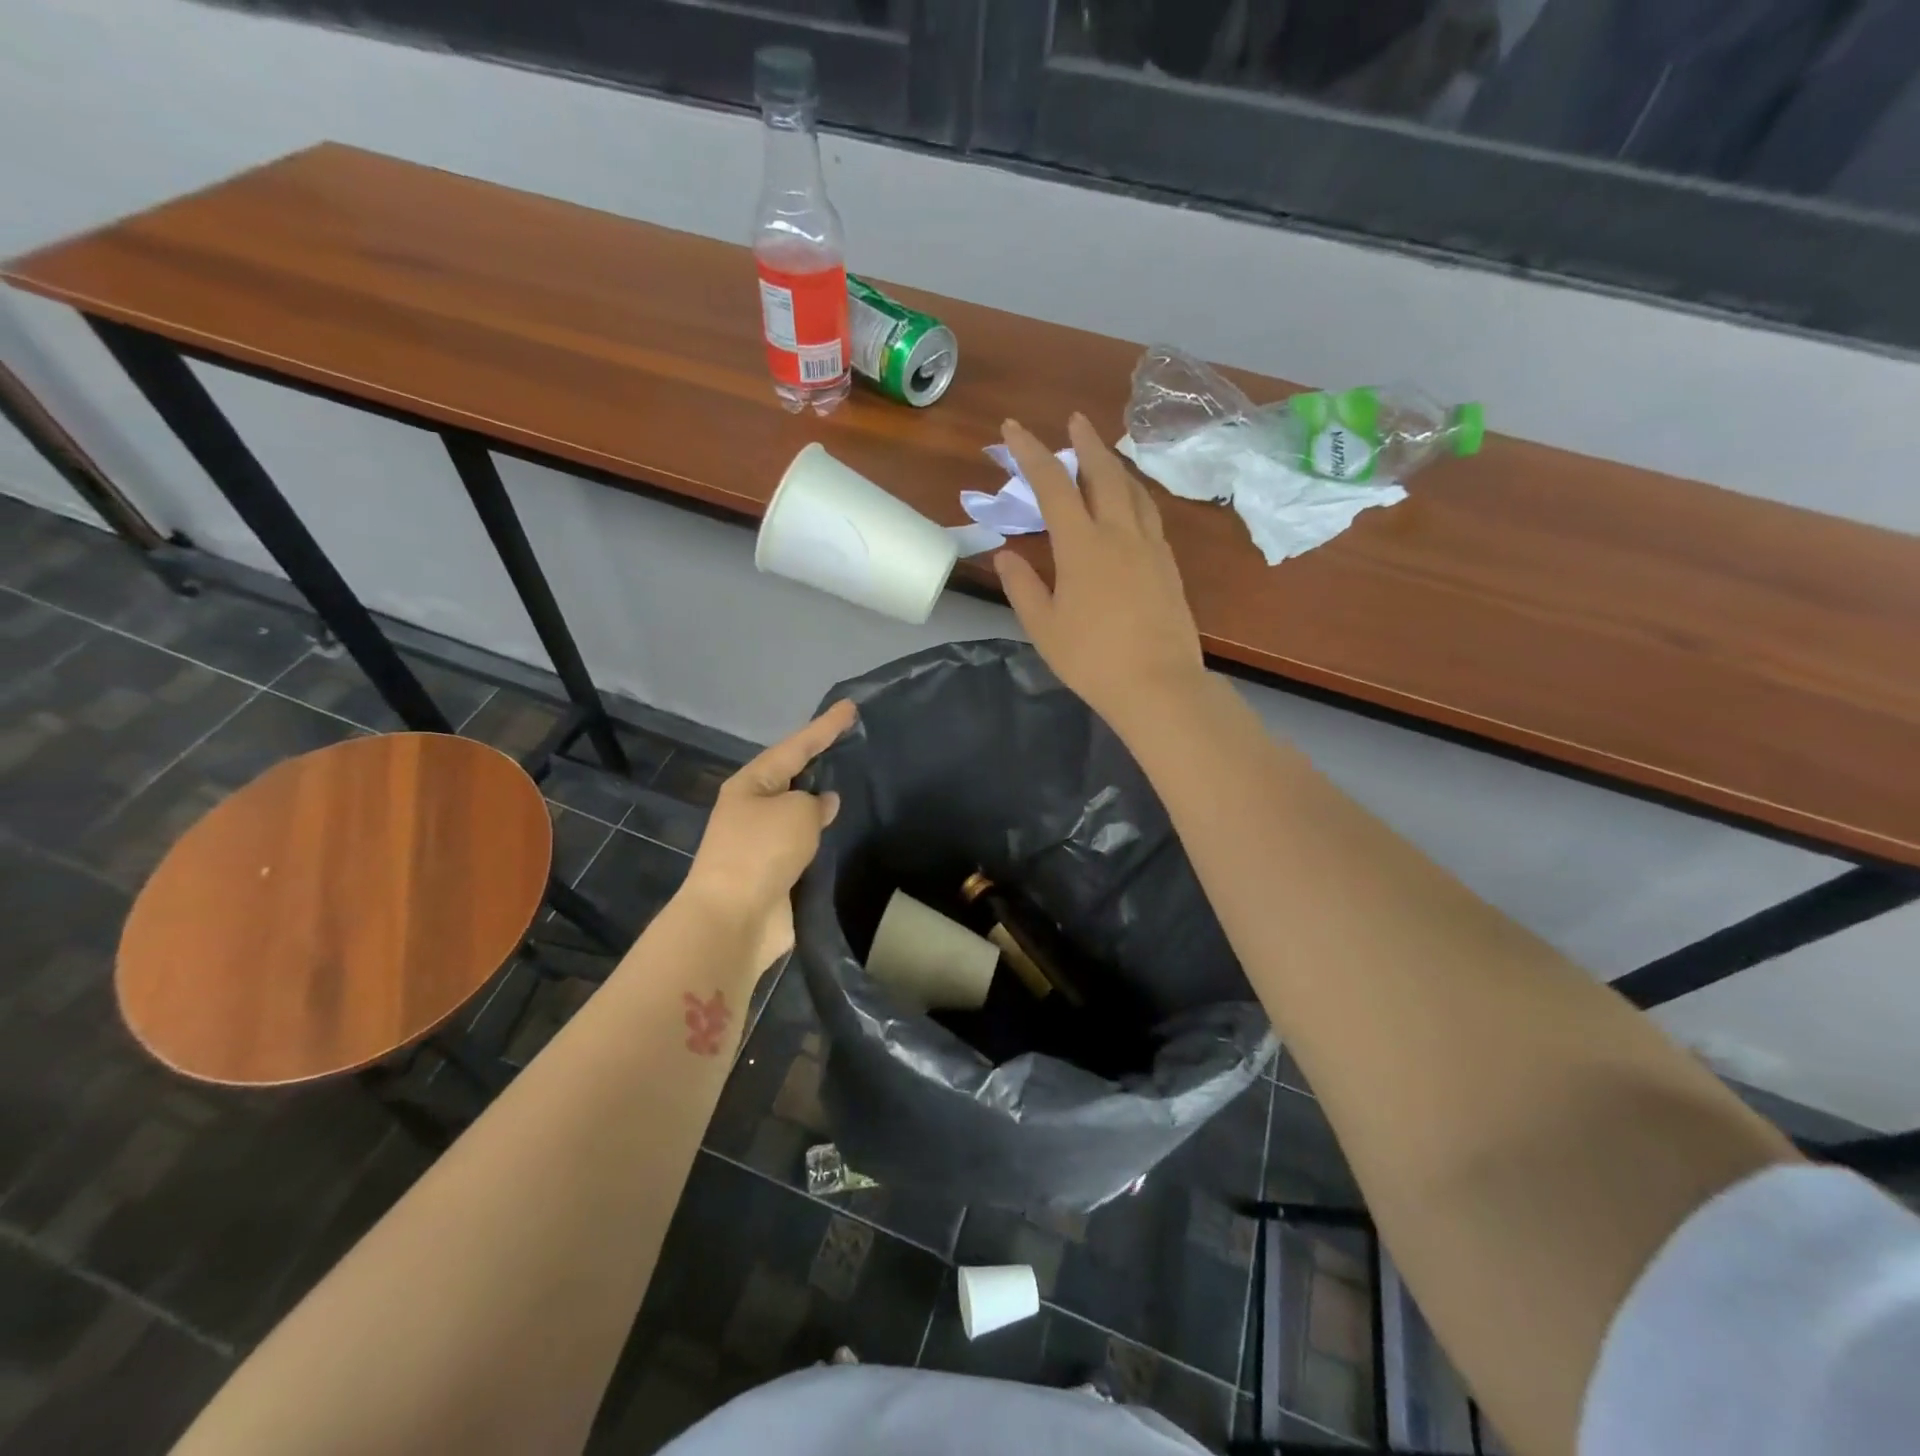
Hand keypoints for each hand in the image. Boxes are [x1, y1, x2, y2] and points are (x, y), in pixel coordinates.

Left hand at [680, 699, 855, 971]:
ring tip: (856, 786)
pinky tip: (844, 832)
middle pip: (794, 777)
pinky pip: (805, 844)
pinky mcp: (776, 872)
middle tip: (853, 744)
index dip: (825, 726)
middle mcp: (753, 809)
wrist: (734, 920)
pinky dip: (823, 837)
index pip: (796, 746)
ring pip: (800, 813)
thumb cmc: (761, 852)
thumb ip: (817, 803)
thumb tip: (824, 804)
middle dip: (821, 761)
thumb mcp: (796, 813)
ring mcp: (763, 842)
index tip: (850, 707)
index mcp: (751, 784)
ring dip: (823, 803)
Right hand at [996, 414, 1205, 729]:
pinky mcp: (1169, 565)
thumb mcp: (1043, 626)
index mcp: (1082, 545)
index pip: (1053, 484)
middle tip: (1074, 420)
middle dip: (1085, 442)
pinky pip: (1150, 515)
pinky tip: (1131, 505)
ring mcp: (1151, 547)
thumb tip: (1006, 556)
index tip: (1013, 428)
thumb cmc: (1091, 659)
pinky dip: (1135, 496)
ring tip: (1103, 456)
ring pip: (1134, 490)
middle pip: (1103, 473)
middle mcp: (1120, 533)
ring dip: (1115, 465)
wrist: (1157, 685)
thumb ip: (1022, 586)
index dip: (1031, 451)